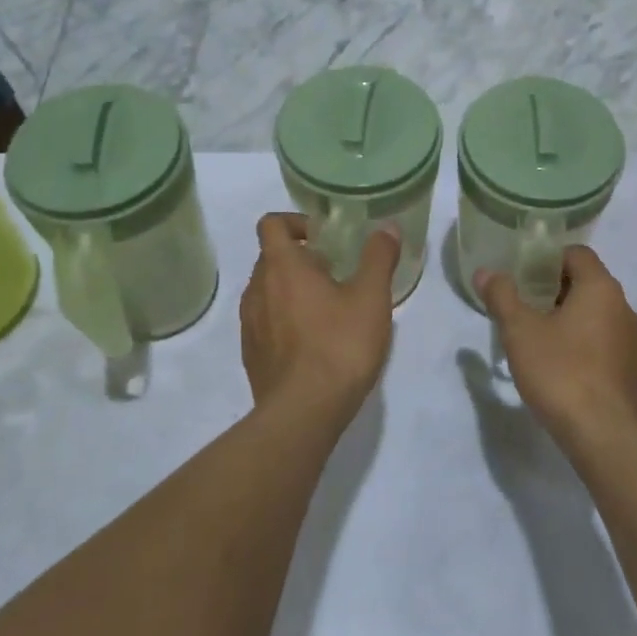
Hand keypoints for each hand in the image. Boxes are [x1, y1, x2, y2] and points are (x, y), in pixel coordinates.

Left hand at [240, 213, 398, 421]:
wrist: (303, 413)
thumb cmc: (339, 346)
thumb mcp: (371, 297)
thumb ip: (379, 257)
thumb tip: (386, 227)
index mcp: (282, 267)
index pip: (271, 224)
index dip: (295, 222)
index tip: (324, 237)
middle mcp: (257, 289)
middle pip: (271, 258)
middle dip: (301, 258)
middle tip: (336, 273)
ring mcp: (250, 324)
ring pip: (267, 291)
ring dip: (292, 290)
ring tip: (328, 309)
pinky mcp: (251, 354)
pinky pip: (266, 322)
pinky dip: (285, 320)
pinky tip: (314, 342)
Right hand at [476, 248, 636, 452]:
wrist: (604, 436)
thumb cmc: (561, 372)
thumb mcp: (520, 331)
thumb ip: (502, 296)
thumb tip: (486, 272)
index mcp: (601, 289)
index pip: (577, 254)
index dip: (547, 258)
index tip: (521, 274)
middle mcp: (623, 307)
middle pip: (586, 282)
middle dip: (552, 289)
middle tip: (520, 304)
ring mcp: (631, 341)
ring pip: (594, 314)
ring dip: (566, 317)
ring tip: (533, 335)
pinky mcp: (630, 369)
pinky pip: (601, 341)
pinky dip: (579, 341)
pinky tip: (556, 364)